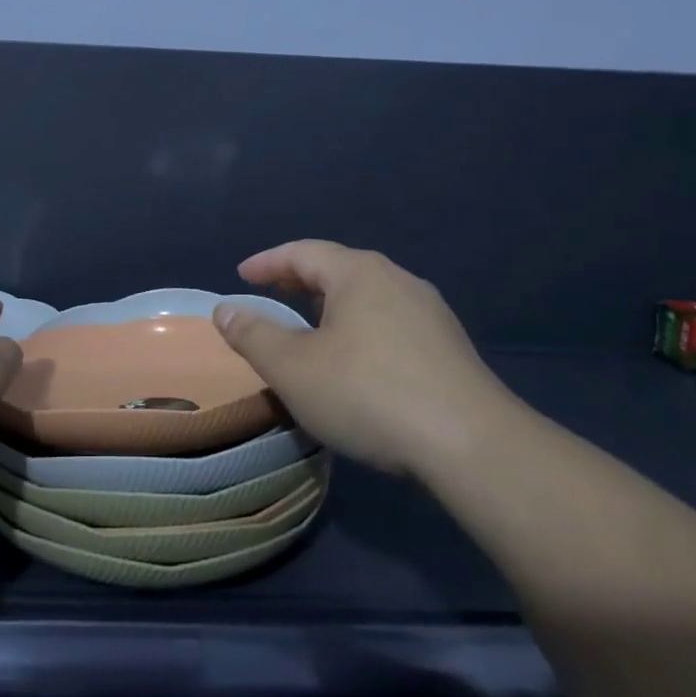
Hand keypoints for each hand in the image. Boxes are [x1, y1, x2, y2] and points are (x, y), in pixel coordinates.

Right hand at [213, 240, 519, 478]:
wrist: (470, 444)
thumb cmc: (368, 394)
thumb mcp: (294, 368)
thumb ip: (253, 335)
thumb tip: (225, 309)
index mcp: (359, 273)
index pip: (303, 252)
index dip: (268, 262)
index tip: (241, 274)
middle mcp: (397, 279)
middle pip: (338, 269)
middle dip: (300, 280)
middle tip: (272, 295)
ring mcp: (430, 312)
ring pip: (368, 296)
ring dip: (332, 305)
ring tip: (311, 326)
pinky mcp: (449, 345)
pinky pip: (391, 321)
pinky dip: (360, 327)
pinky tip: (357, 359)